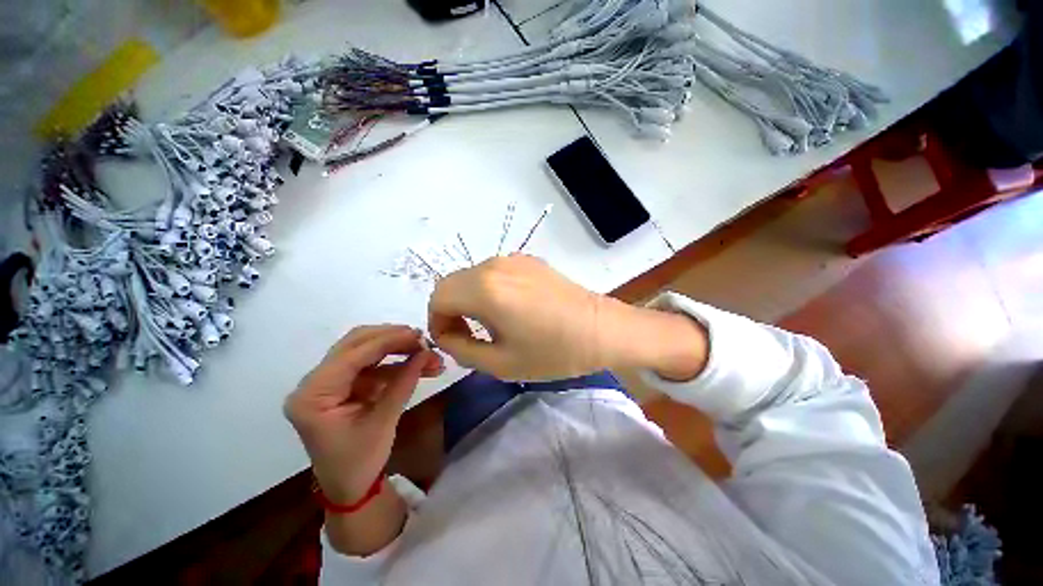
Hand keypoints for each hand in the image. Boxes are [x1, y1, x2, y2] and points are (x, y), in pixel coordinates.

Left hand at [284, 325, 442, 503]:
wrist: (349, 487)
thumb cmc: (359, 462)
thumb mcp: (383, 422)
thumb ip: (404, 382)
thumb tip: (427, 352)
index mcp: (313, 395)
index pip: (352, 355)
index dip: (388, 340)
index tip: (418, 334)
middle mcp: (315, 382)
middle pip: (355, 344)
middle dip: (392, 338)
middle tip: (422, 339)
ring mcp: (329, 382)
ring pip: (366, 351)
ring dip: (398, 350)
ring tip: (427, 353)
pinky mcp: (344, 385)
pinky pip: (373, 365)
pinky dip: (396, 363)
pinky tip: (418, 365)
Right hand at [427, 255, 623, 379]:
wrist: (600, 329)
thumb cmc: (553, 352)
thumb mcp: (500, 363)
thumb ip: (461, 349)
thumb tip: (447, 336)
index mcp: (485, 289)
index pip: (439, 297)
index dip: (437, 321)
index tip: (451, 341)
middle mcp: (494, 265)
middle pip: (452, 283)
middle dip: (450, 310)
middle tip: (467, 335)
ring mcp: (513, 259)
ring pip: (472, 276)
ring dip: (469, 299)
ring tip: (490, 324)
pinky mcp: (528, 260)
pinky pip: (494, 273)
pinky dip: (488, 289)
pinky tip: (509, 308)